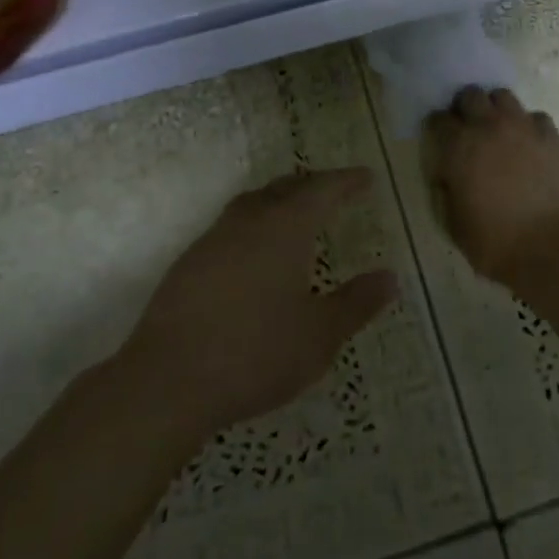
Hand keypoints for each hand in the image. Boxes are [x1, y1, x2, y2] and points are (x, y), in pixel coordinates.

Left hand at [122, 168, 399, 435]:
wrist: (168, 380)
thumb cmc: (255, 353)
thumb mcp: (319, 335)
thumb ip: (356, 303)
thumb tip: (390, 277)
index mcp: (284, 228)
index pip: (322, 190)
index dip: (346, 182)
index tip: (366, 178)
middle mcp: (248, 222)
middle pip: (284, 188)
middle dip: (313, 185)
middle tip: (335, 190)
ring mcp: (213, 240)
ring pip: (252, 203)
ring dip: (279, 200)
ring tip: (296, 213)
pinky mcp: (189, 264)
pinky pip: (230, 228)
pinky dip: (254, 225)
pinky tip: (255, 254)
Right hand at [425, 87, 558, 285]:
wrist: (550, 246)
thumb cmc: (494, 241)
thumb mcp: (453, 222)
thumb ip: (446, 189)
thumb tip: (448, 175)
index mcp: (457, 147)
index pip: (438, 119)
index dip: (438, 127)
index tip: (441, 139)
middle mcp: (488, 127)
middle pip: (470, 95)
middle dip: (466, 107)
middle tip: (470, 128)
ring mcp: (522, 127)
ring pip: (503, 96)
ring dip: (496, 109)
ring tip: (500, 130)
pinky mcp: (551, 136)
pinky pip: (536, 117)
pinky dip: (529, 126)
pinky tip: (530, 144)